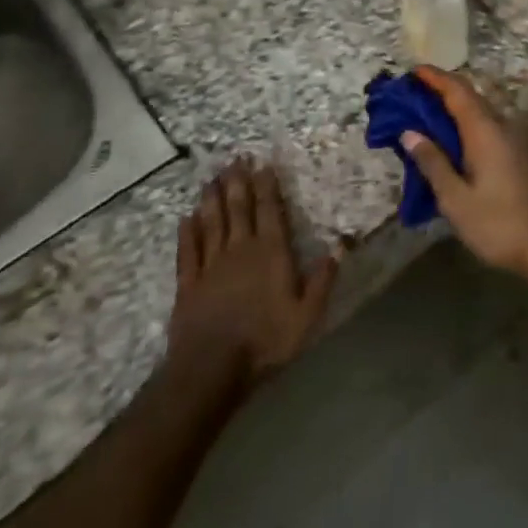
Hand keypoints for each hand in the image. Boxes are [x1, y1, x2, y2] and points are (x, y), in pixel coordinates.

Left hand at [167, 161, 337, 382]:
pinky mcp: (188, 283)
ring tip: (212, 178)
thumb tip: (341, 245)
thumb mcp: (307, 314)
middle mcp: (240, 249)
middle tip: (235, 158)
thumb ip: (323, 278)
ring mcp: (211, 265)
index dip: (267, 186)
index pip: (270, 210)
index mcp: (271, 252)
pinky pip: (187, 251)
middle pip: (239, 208)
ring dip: (213, 198)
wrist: (211, 369)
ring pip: (212, 222)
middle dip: (238, 181)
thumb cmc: (266, 340)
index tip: (263, 164)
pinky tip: (186, 217)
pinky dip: (187, 232)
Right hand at [400, 66, 527, 283]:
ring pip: (479, 111)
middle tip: (411, 92)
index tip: (412, 71)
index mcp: (484, 131)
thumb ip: (433, 163)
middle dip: (440, 89)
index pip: (457, 91)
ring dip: (452, 107)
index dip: (435, 78)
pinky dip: (464, 123)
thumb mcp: (455, 199)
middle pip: (469, 97)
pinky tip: (449, 140)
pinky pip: (486, 127)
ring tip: (424, 113)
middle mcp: (501, 127)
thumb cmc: (497, 224)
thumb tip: (410, 133)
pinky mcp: (516, 155)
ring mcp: (512, 140)